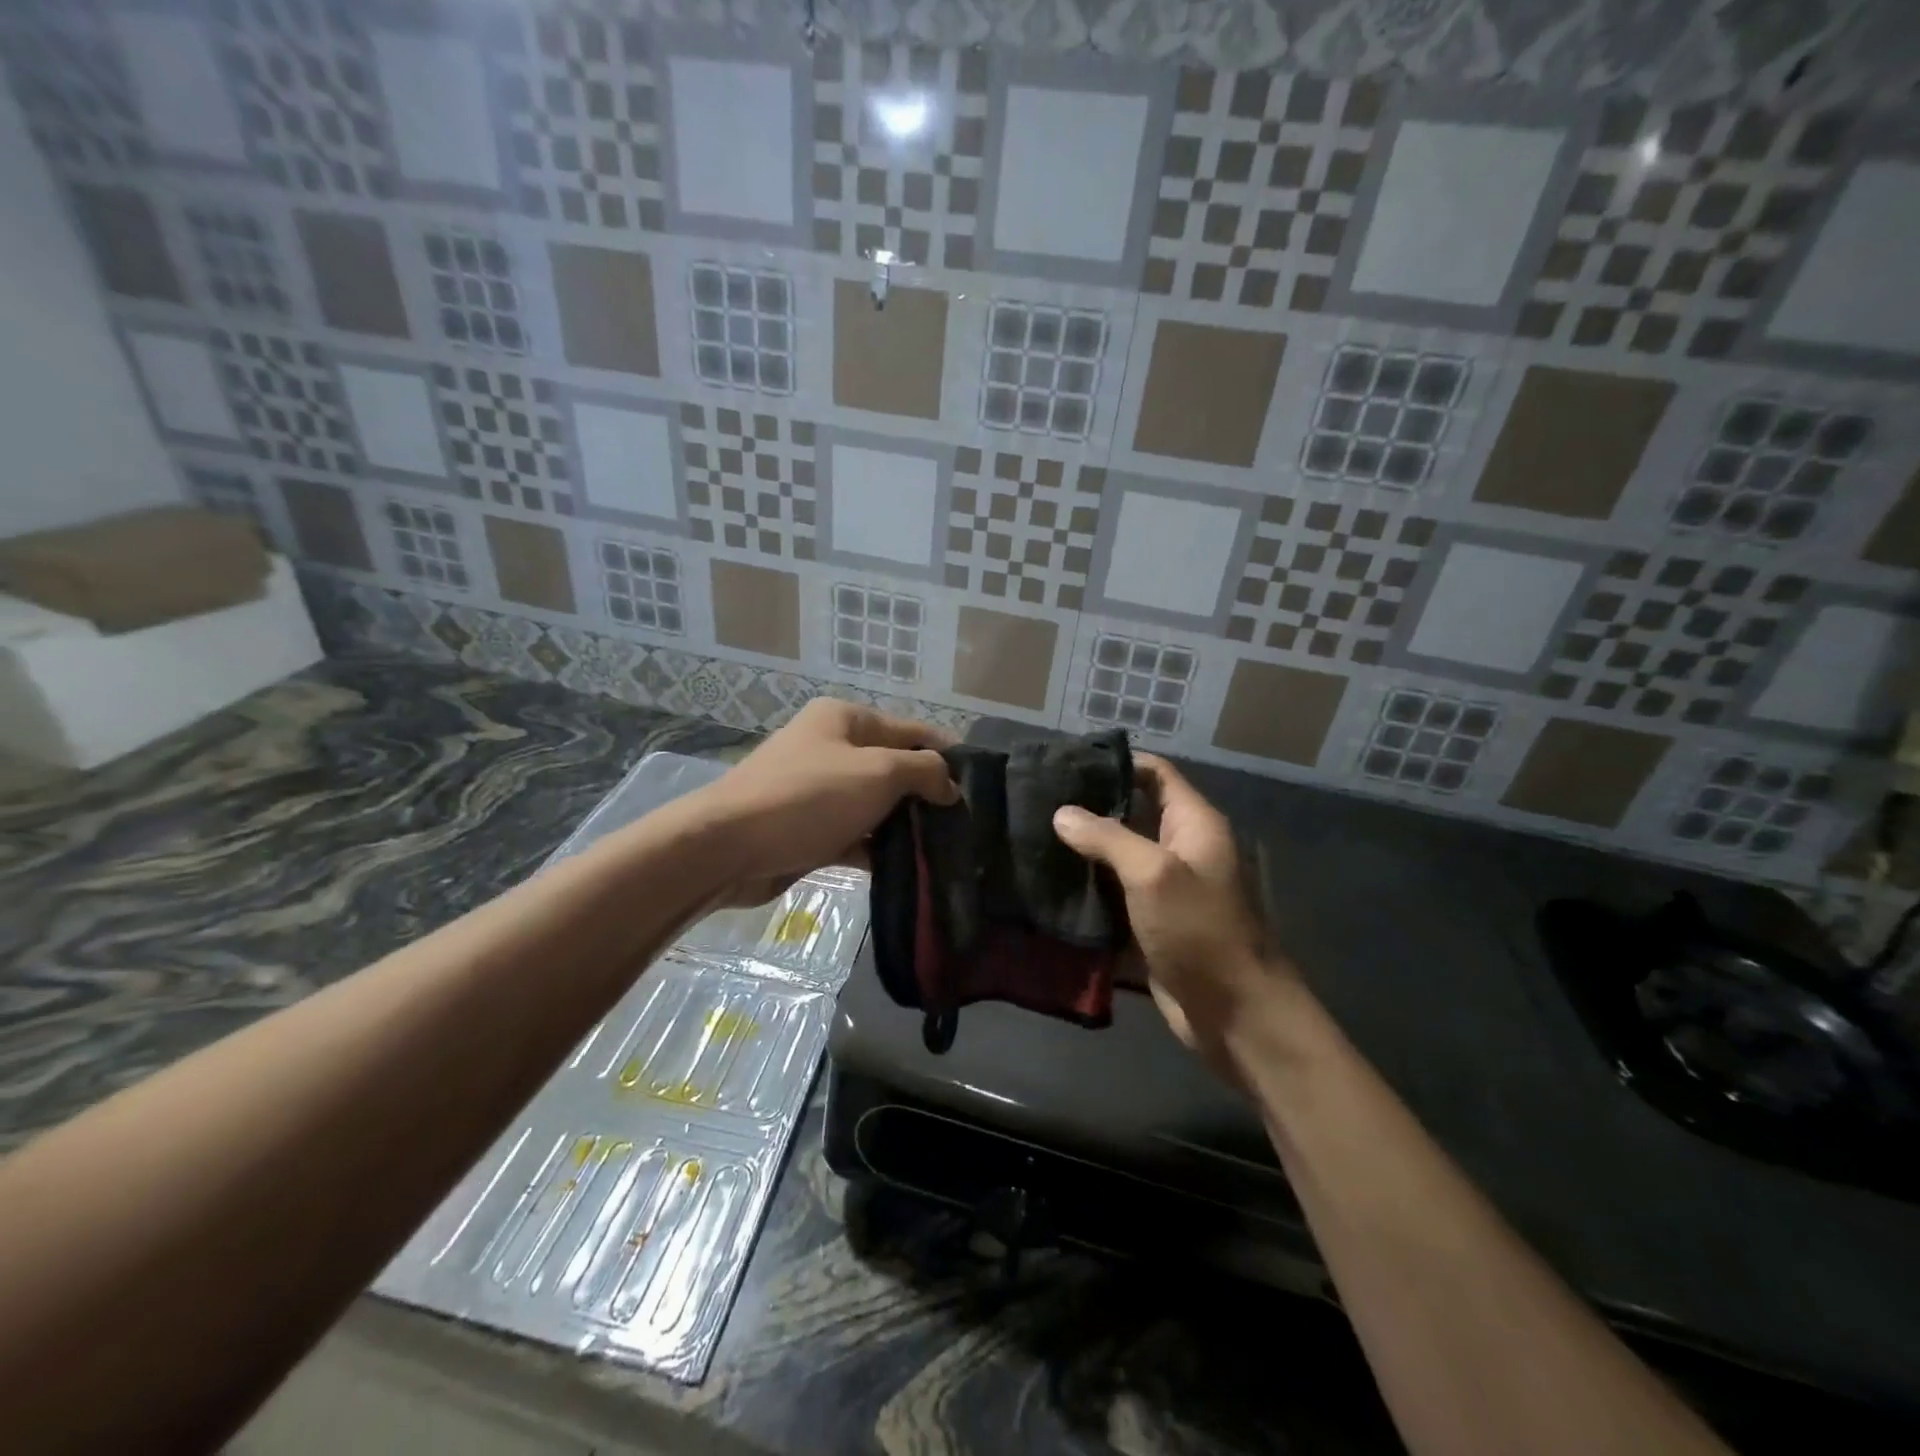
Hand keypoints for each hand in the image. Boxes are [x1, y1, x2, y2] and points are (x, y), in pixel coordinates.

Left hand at [684, 699, 958, 904]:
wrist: (727, 847)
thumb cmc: (809, 797)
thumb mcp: (878, 772)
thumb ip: (923, 771)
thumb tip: (950, 784)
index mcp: (846, 719)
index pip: (912, 730)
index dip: (948, 754)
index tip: (980, 785)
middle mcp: (832, 747)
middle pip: (894, 768)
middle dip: (927, 794)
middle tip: (966, 824)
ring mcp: (818, 790)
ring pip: (875, 805)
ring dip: (904, 825)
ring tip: (945, 849)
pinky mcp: (809, 828)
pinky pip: (855, 834)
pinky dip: (877, 848)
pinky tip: (907, 868)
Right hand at [1052, 754, 1291, 1060]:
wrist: (1234, 1014)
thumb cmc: (1200, 931)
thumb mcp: (1154, 874)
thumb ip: (1107, 838)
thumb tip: (1062, 813)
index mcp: (1192, 825)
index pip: (1154, 773)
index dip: (1116, 762)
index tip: (1066, 762)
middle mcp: (1179, 849)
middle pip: (1131, 813)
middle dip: (1088, 808)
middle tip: (1036, 802)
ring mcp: (1163, 889)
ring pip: (1116, 857)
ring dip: (1081, 851)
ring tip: (1031, 838)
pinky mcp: (1148, 923)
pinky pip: (1112, 896)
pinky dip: (1085, 891)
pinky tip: (1045, 885)